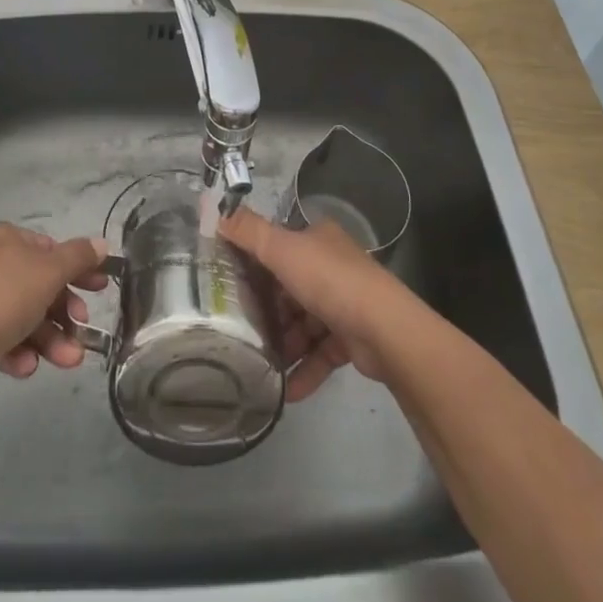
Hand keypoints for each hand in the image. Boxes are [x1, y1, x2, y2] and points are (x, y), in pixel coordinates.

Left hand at [0, 223, 109, 386]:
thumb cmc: (2, 297)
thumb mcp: (50, 272)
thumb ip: (79, 257)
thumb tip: (102, 244)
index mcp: (7, 239)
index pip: (51, 249)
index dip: (78, 270)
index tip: (100, 290)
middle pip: (40, 287)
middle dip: (65, 314)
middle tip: (83, 330)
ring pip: (25, 317)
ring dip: (50, 339)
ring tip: (68, 361)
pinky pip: (3, 338)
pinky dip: (20, 352)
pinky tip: (26, 367)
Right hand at [218, 205, 418, 401]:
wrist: (385, 330)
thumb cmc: (330, 281)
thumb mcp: (283, 250)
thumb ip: (249, 232)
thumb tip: (217, 211)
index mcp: (318, 240)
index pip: (280, 248)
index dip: (255, 265)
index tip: (230, 287)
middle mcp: (332, 266)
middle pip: (290, 288)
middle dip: (268, 312)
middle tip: (240, 332)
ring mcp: (345, 303)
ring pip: (304, 324)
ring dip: (284, 345)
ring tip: (260, 365)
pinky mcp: (353, 338)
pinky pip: (321, 353)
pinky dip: (304, 370)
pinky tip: (285, 390)